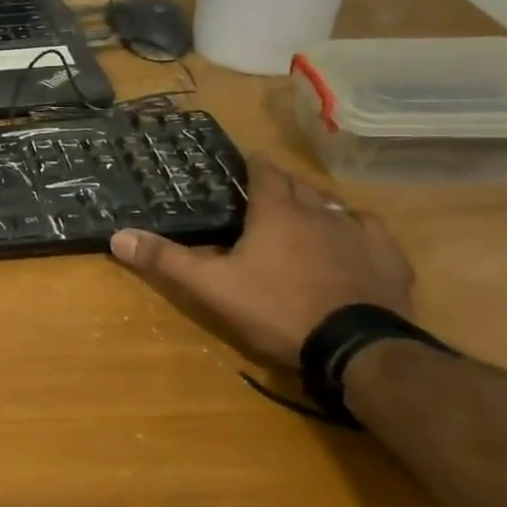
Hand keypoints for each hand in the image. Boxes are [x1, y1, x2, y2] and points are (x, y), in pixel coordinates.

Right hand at [109, 155, 413, 367]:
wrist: (356, 347)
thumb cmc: (277, 309)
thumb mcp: (211, 287)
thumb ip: (166, 260)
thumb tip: (118, 236)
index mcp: (277, 213)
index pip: (265, 174)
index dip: (255, 164)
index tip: (249, 160)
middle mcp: (320, 213)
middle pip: (300, 186)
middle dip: (284, 183)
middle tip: (269, 188)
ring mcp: (359, 235)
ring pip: (335, 206)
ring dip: (318, 203)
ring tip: (307, 210)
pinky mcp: (389, 260)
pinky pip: (373, 231)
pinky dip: (358, 228)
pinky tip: (355, 237)